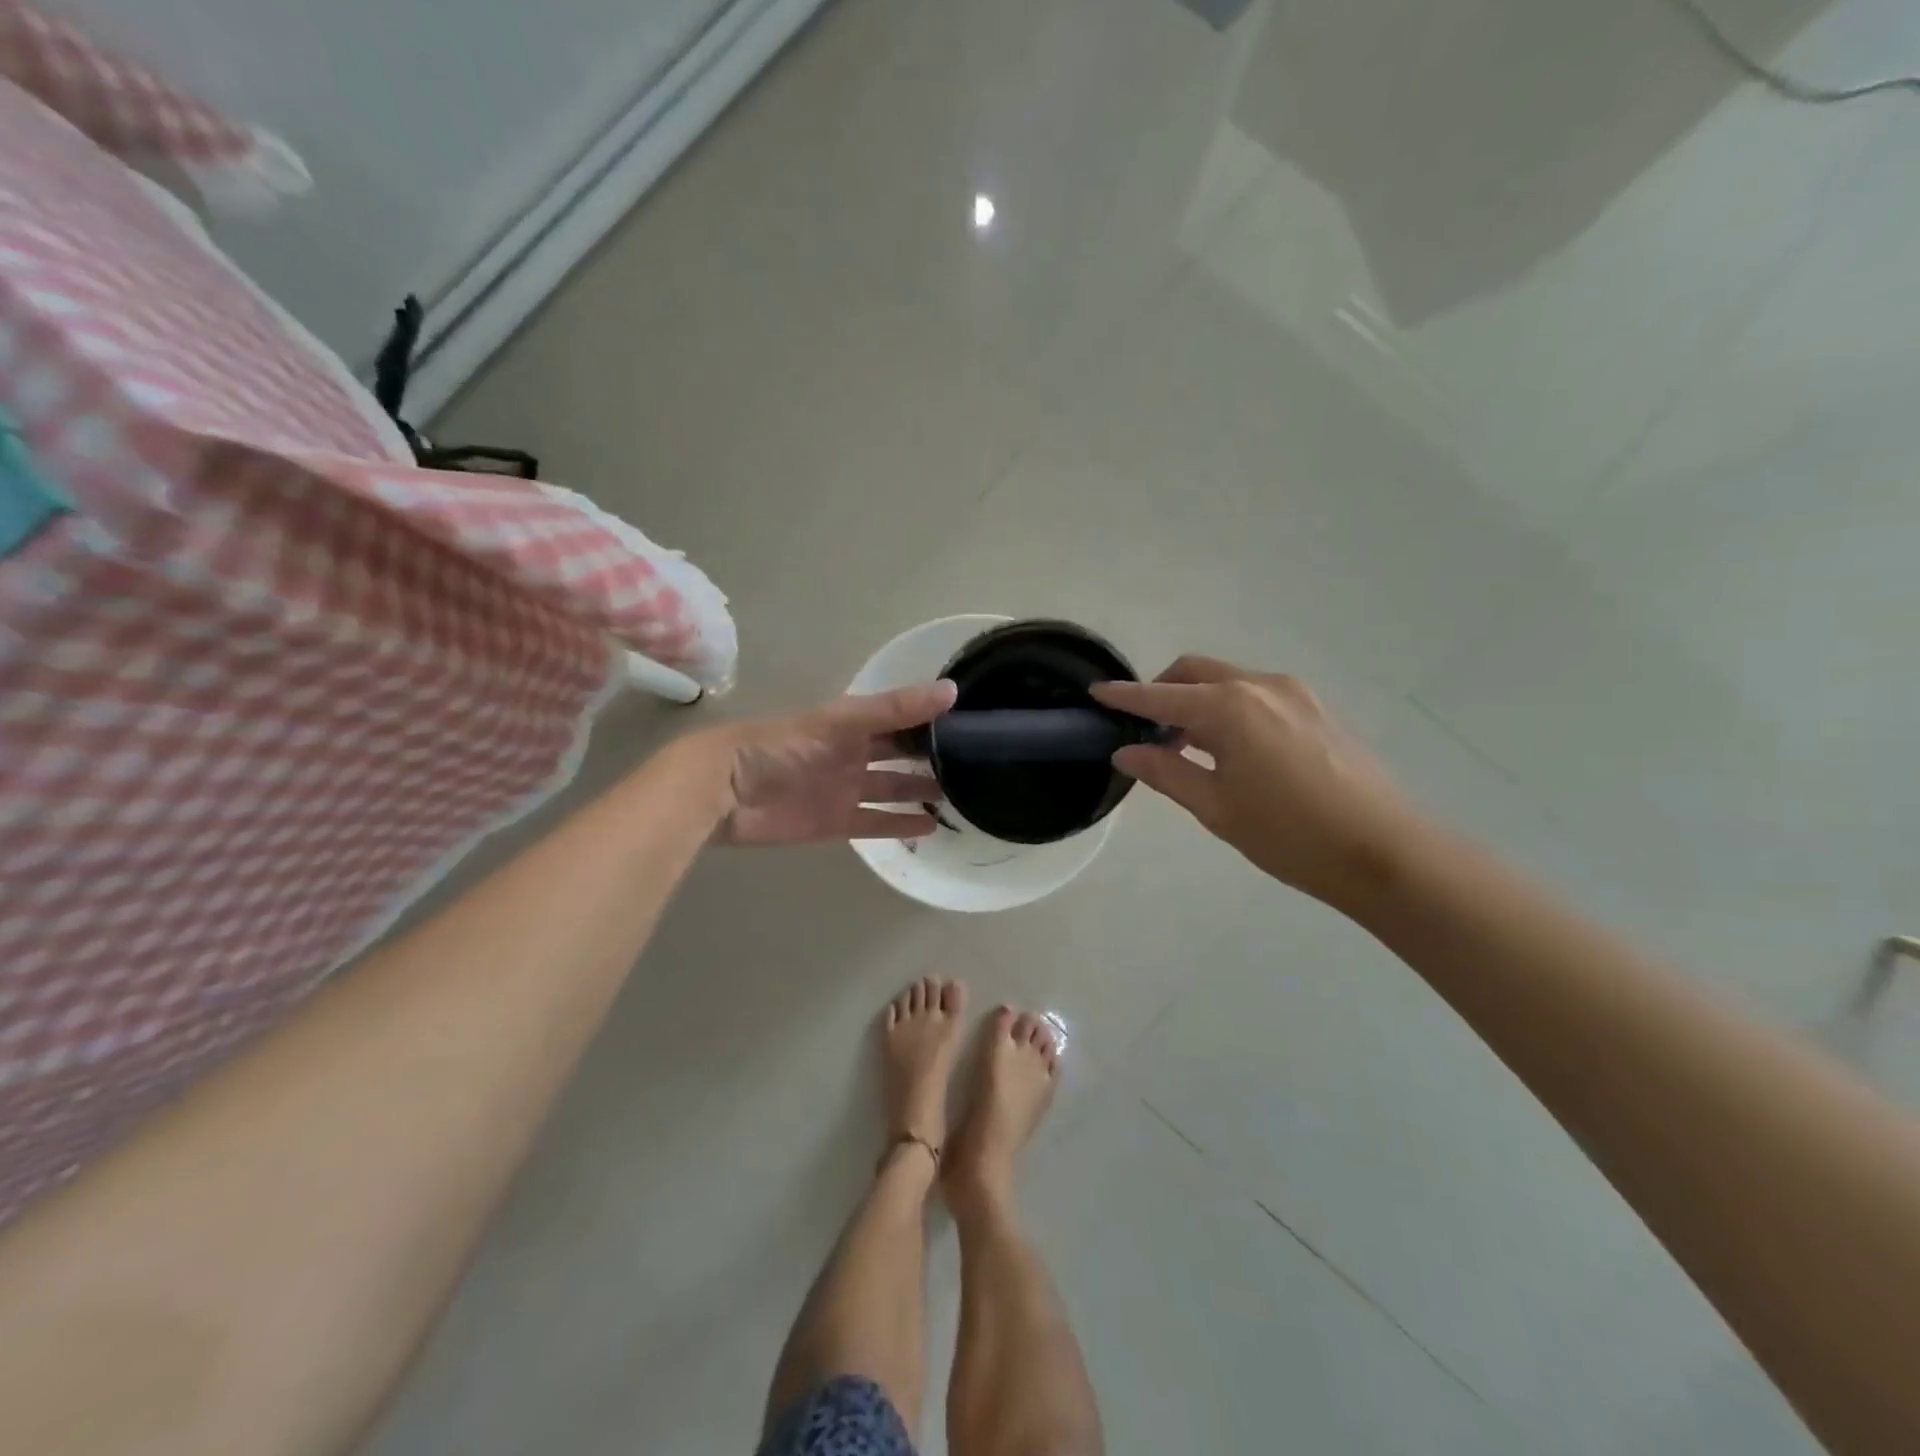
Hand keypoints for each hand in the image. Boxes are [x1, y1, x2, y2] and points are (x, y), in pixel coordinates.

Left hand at [700, 680, 956, 846]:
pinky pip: (877, 822)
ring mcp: (846, 788)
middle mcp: (854, 753)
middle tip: (978, 765)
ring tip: (963, 796)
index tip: (976, 722)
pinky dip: (901, 824)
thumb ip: (894, 709)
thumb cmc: (780, 746)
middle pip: (901, 754)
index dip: (935, 719)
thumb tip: (952, 691)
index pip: (903, 718)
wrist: (723, 792)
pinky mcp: (836, 822)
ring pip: (893, 789)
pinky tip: (931, 826)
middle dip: (934, 757)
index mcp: (854, 723)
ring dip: (922, 791)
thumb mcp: (841, 722)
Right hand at [1092, 656, 1414, 907]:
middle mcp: (1261, 686)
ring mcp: (1295, 694)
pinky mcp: (1317, 709)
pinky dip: (1230, 709)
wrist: (1386, 852)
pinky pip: (1257, 695)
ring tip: (1188, 746)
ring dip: (1199, 701)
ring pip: (1228, 682)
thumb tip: (1127, 752)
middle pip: (1196, 672)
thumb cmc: (1289, 835)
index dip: (1125, 696)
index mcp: (1230, 708)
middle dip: (1163, 690)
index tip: (1096, 692)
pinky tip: (1232, 749)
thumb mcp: (1216, 808)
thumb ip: (1166, 772)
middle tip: (1146, 730)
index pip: (1161, 695)